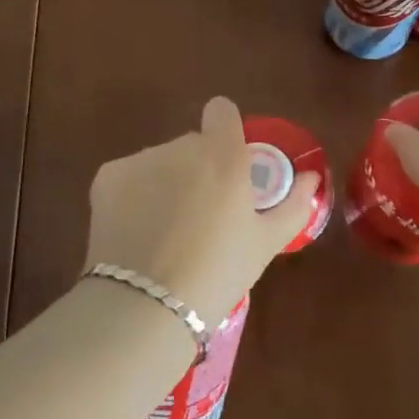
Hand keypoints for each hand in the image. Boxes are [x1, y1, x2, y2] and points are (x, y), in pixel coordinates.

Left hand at [84, 97, 320, 323]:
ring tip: (167, 232)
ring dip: (166, 181)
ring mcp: (141, 159)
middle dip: (198, 168)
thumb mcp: (265, 244)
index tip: (229, 163)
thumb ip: (293, 204)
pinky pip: (130, 176)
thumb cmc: (217, 274)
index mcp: (223, 155)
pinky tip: (138, 233)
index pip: (222, 111)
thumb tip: (311, 178)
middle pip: (192, 144)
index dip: (226, 130)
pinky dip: (135, 195)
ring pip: (160, 161)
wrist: (145, 307)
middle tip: (202, 215)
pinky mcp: (107, 176)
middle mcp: (181, 146)